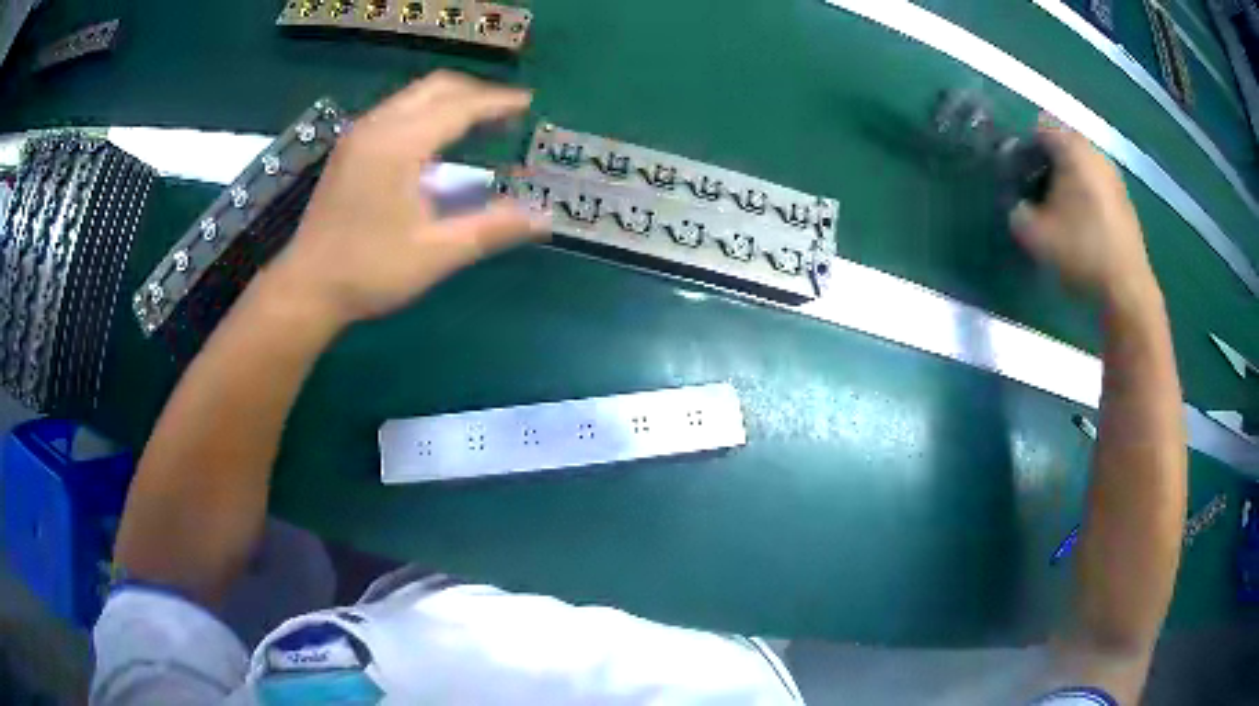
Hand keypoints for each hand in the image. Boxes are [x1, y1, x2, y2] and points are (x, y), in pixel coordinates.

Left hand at [261, 71, 549, 328]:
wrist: (306, 287)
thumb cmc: (368, 272)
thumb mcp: (435, 254)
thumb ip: (491, 229)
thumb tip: (545, 218)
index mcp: (399, 145)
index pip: (459, 106)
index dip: (497, 102)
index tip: (528, 103)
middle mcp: (377, 126)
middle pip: (435, 87)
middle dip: (475, 93)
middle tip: (507, 112)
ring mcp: (359, 134)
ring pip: (414, 95)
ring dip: (451, 101)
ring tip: (480, 122)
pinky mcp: (350, 147)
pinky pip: (397, 110)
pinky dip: (427, 112)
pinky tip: (438, 140)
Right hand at [1009, 120, 1157, 306]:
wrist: (1126, 290)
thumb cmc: (1081, 252)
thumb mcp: (1034, 235)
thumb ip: (1017, 211)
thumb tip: (1018, 204)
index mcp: (1072, 149)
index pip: (1039, 129)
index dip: (1024, 149)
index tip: (1017, 175)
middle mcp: (1095, 154)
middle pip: (1063, 146)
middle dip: (1046, 164)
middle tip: (1035, 192)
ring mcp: (1114, 178)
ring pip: (1082, 167)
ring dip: (1068, 182)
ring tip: (1058, 212)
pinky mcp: (1125, 203)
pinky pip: (1097, 187)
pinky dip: (1085, 197)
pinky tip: (1081, 227)